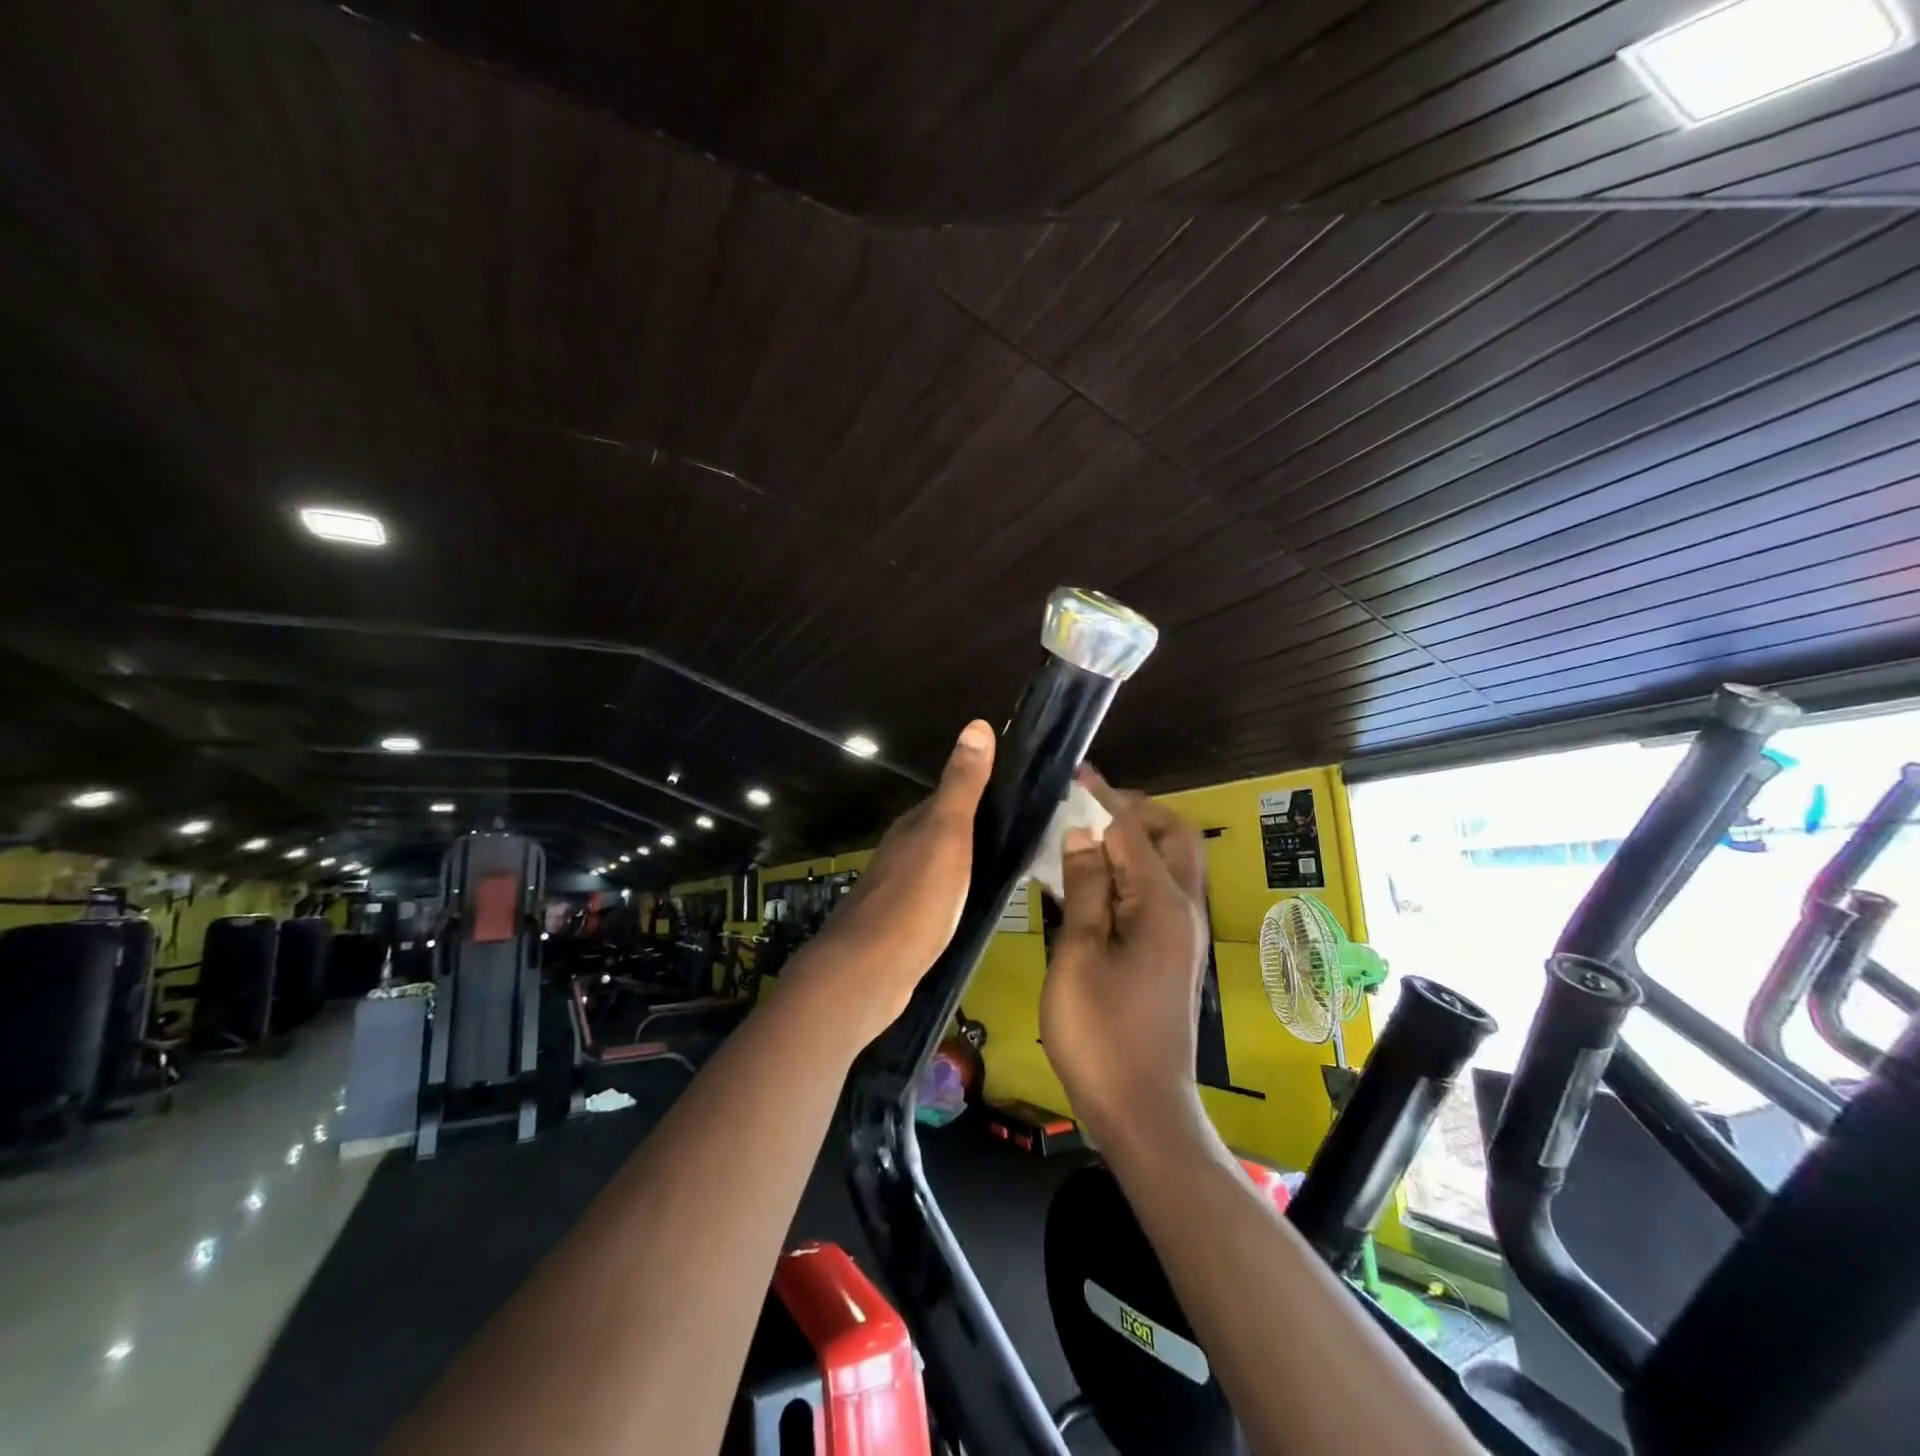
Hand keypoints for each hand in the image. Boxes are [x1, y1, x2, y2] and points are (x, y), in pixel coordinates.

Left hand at [792, 719, 995, 1041]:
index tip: (1017, 794)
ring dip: (965, 862)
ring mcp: (897, 889)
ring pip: (938, 864)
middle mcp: (902, 851)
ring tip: (1003, 869)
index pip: (950, 797)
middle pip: (943, 830)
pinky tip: (969, 906)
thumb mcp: (947, 835)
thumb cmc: (915, 899)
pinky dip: (955, 893)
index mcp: (914, 826)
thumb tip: (976, 723)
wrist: (868, 971)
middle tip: (1021, 835)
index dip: (981, 792)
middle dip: (975, 828)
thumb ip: (963, 785)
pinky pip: (935, 897)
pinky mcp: (899, 924)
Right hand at [1040, 768, 1209, 1148]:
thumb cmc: (1101, 1034)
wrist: (1143, 1110)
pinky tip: (1093, 881)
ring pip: (1170, 862)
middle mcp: (1185, 909)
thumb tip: (1083, 834)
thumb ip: (1085, 889)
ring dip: (1134, 840)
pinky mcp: (1174, 951)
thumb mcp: (1079, 955)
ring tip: (1085, 837)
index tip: (1074, 775)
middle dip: (1133, 812)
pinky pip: (1160, 891)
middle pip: (1172, 836)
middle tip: (1086, 809)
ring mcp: (1184, 932)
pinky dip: (1133, 871)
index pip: (1132, 831)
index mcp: (1163, 905)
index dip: (1102, 799)